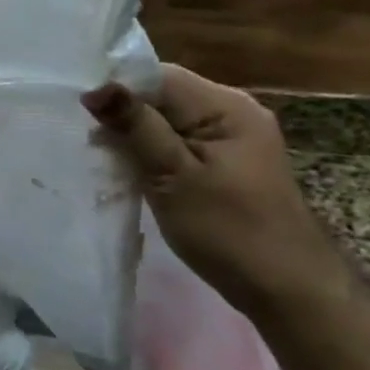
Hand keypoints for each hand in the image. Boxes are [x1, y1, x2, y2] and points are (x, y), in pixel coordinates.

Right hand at [84, 66, 344, 319]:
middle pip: (161, 96)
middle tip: (85, 139)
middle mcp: (231, 111)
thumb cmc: (229, 231)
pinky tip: (129, 171)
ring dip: (133, 136)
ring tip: (100, 156)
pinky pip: (176, 143)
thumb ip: (135, 127)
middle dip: (122, 114)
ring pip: (165, 121)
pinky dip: (150, 153)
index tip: (80, 112)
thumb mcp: (172, 176)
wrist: (289, 292)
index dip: (117, 89)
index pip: (157, 76)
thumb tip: (95, 88)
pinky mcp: (223, 163)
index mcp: (225, 106)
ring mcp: (230, 138)